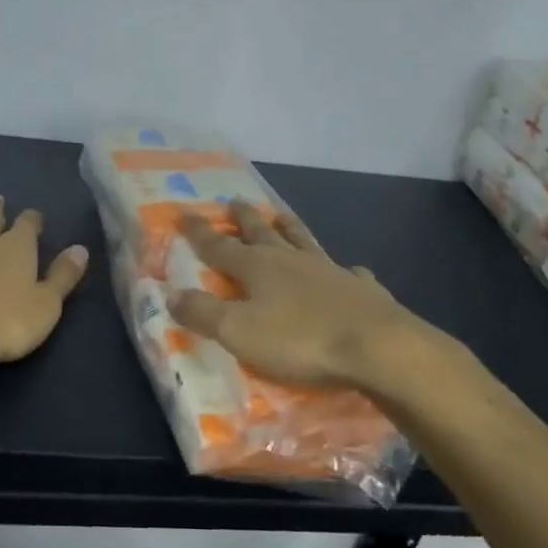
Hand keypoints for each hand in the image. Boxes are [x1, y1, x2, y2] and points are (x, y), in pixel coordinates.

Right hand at [168, 200, 427, 391]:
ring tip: (282, 215)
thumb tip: (172, 294)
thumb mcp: (238, 331)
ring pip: (303, 242)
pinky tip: (349, 270)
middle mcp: (291, 261)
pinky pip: (348, 273)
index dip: (199, 232)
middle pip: (262, 234)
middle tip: (234, 201)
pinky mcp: (360, 290)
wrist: (376, 346)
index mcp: (257, 268)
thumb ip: (203, 313)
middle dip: (245, 220)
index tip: (184, 212)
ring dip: (290, 228)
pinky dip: (344, 270)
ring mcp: (329, 271)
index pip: (219, 246)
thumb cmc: (299, 340)